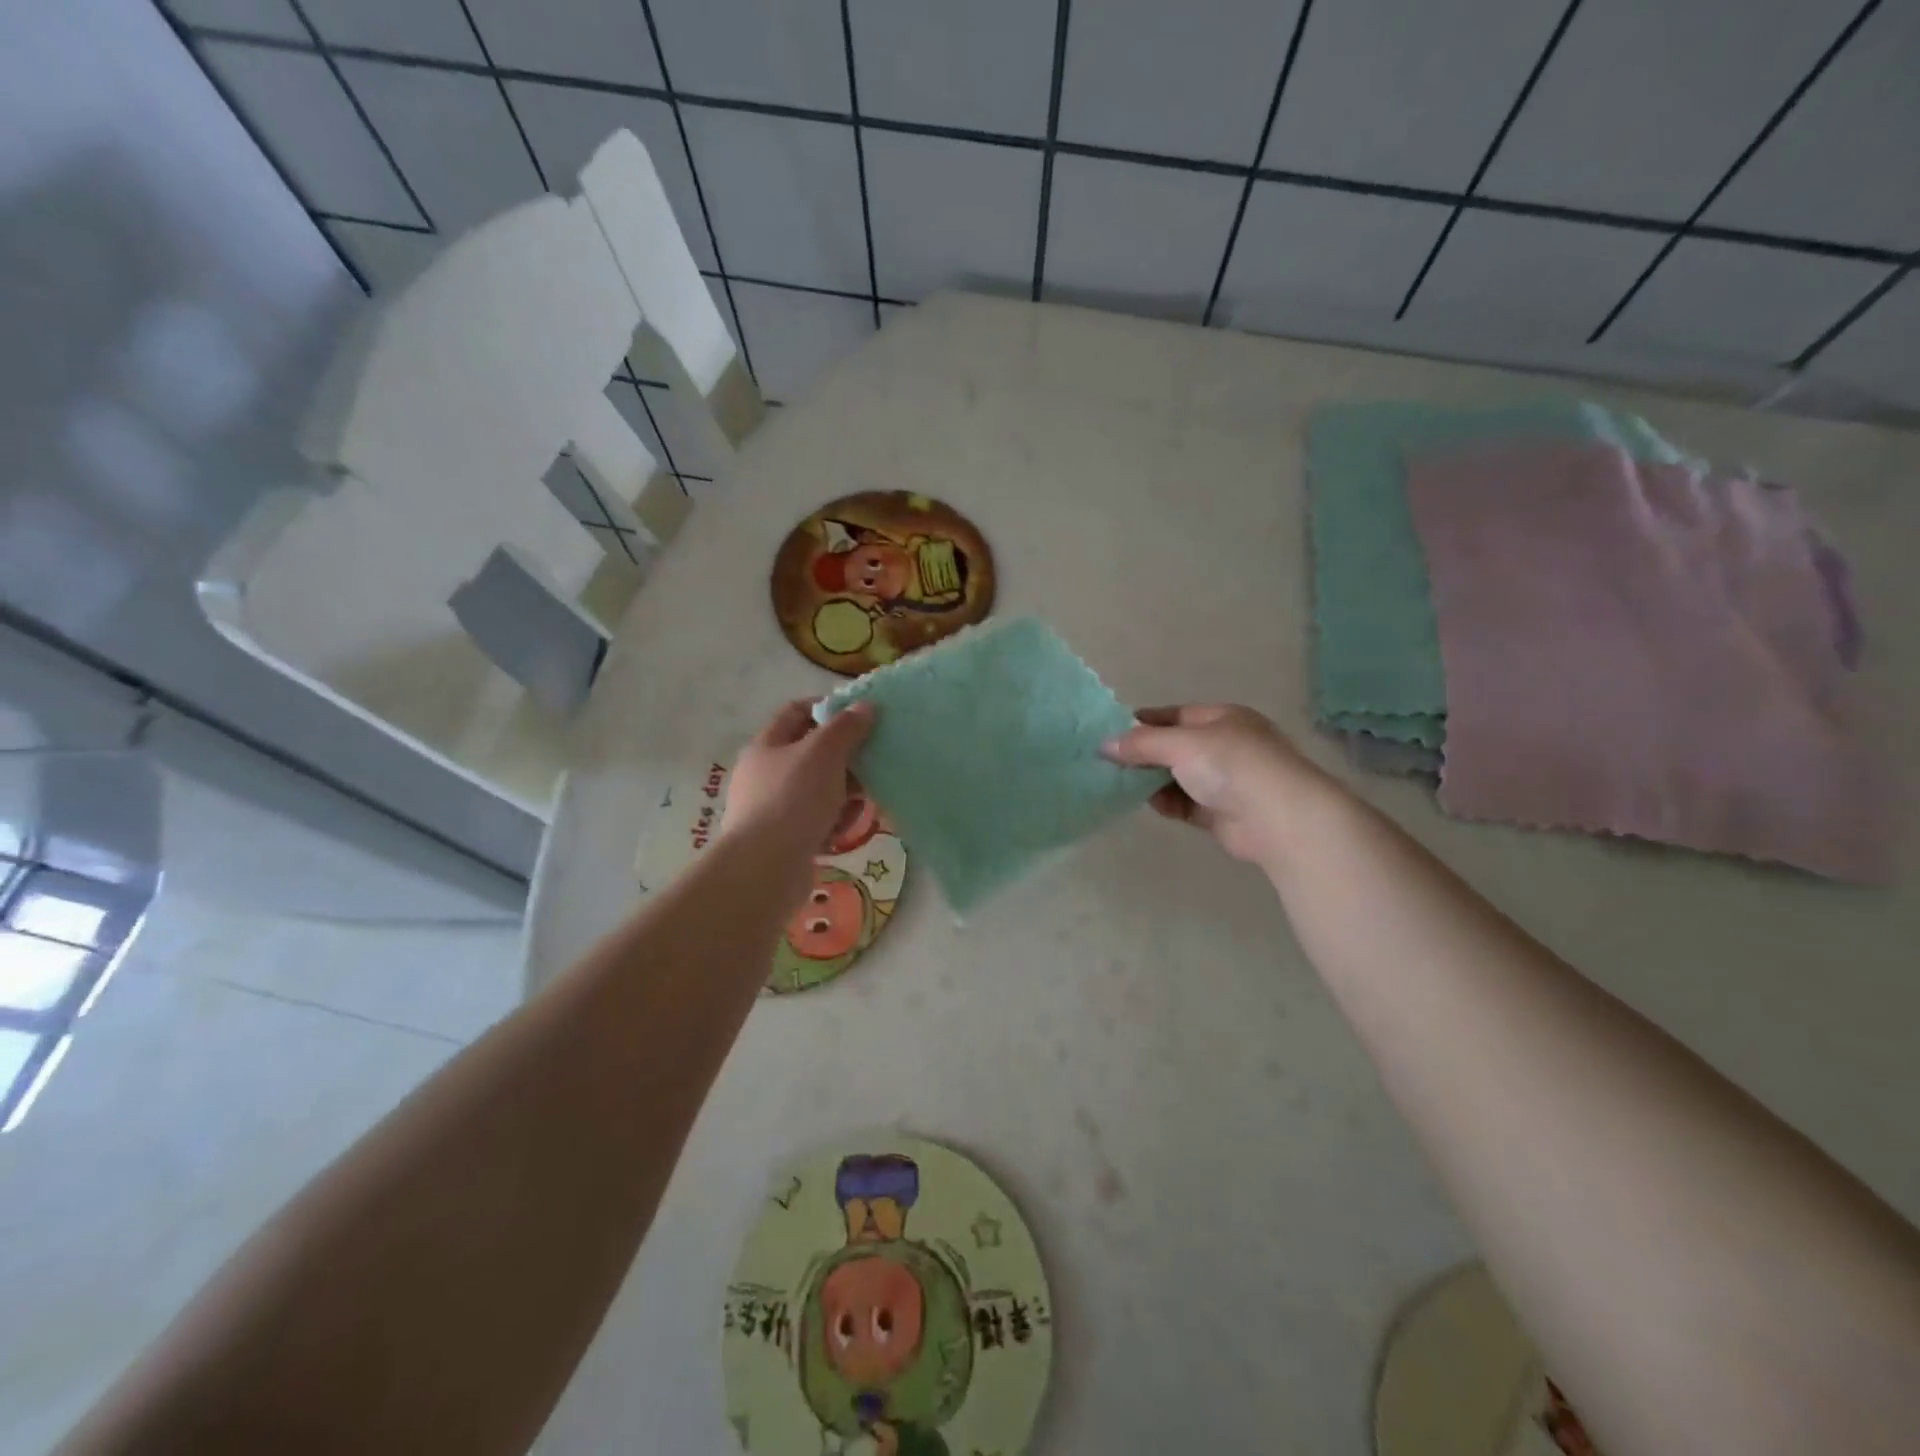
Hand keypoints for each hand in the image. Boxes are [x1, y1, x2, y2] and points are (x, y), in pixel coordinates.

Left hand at [720, 699, 874, 899]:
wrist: (765, 868)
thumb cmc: (793, 799)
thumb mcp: (823, 754)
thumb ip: (846, 727)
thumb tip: (865, 705)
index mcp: (766, 745)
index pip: (797, 711)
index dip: (828, 707)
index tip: (860, 714)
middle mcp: (764, 773)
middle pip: (810, 753)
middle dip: (844, 756)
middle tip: (872, 760)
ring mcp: (771, 808)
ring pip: (817, 789)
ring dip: (843, 792)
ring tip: (865, 801)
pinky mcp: (783, 839)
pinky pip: (815, 820)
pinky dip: (833, 821)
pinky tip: (845, 829)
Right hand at [1104, 704, 1340, 866]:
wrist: (1280, 818)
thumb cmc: (1232, 766)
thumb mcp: (1181, 744)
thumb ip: (1141, 743)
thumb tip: (1104, 745)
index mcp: (1222, 718)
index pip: (1174, 714)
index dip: (1142, 722)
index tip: (1109, 733)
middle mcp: (1224, 745)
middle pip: (1173, 747)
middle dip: (1143, 754)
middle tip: (1108, 763)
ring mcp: (1224, 781)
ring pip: (1176, 777)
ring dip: (1151, 781)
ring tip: (1120, 784)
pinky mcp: (1220, 812)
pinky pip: (1185, 803)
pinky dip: (1167, 803)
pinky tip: (1150, 804)